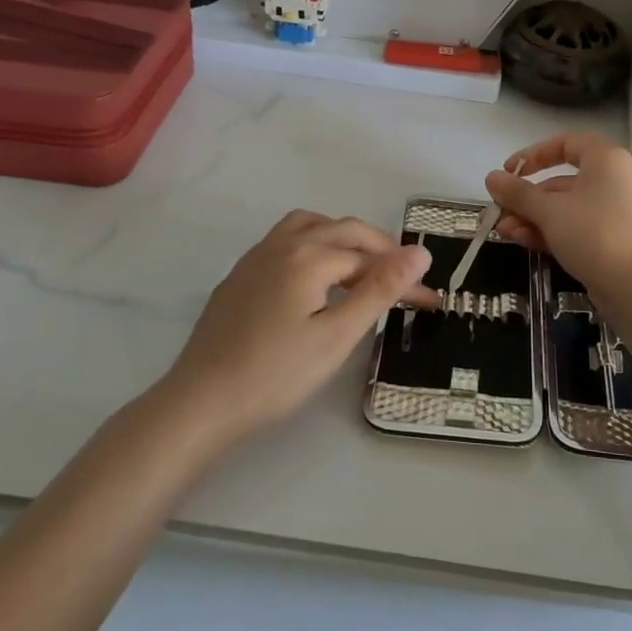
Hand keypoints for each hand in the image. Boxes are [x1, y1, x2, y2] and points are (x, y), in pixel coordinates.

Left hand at [162, 211, 433, 443]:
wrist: (199, 404)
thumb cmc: (275, 375)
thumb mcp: (338, 336)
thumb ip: (380, 289)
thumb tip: (420, 252)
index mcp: (310, 256)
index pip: (371, 259)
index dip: (404, 279)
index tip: (431, 302)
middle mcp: (283, 244)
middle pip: (343, 231)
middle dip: (379, 251)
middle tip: (404, 280)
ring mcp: (256, 258)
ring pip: (310, 226)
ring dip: (343, 238)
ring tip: (362, 267)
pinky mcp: (240, 276)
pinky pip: (286, 242)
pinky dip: (314, 246)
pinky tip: (315, 280)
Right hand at [485, 132, 631, 286]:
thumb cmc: (593, 233)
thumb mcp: (548, 210)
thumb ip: (518, 193)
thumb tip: (491, 177)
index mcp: (605, 160)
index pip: (566, 143)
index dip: (534, 154)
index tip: (510, 171)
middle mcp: (614, 180)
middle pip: (562, 180)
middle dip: (527, 197)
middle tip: (500, 210)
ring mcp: (615, 212)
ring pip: (567, 208)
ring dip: (533, 217)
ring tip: (504, 232)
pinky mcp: (613, 240)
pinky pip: (577, 228)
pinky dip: (551, 231)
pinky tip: (523, 242)